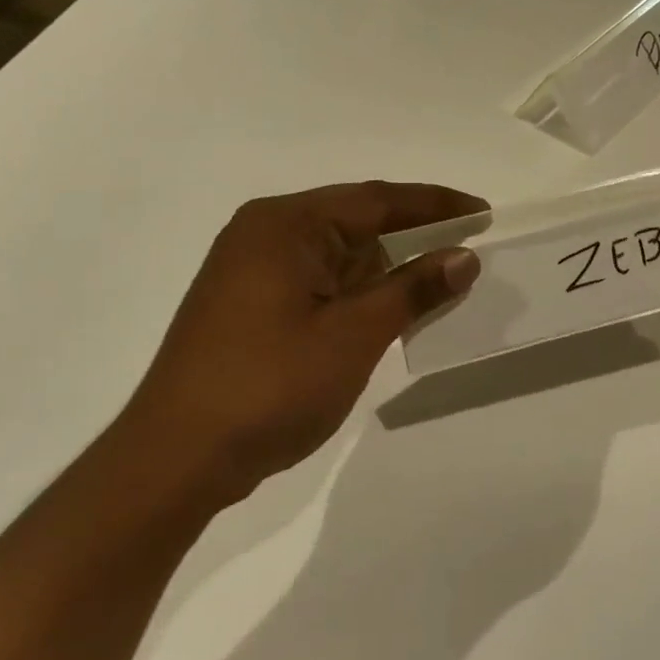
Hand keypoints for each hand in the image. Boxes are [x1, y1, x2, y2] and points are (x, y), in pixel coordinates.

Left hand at [117, 182, 485, 506]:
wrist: (176, 459)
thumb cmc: (270, 386)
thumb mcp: (354, 335)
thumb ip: (413, 290)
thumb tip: (464, 257)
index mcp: (286, 225)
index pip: (376, 200)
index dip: (436, 205)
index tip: (483, 212)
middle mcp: (265, 234)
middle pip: (356, 221)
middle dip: (414, 236)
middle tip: (468, 247)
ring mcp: (252, 271)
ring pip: (339, 255)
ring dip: (387, 269)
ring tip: (440, 282)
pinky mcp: (250, 304)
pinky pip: (320, 282)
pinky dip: (359, 292)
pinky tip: (390, 309)